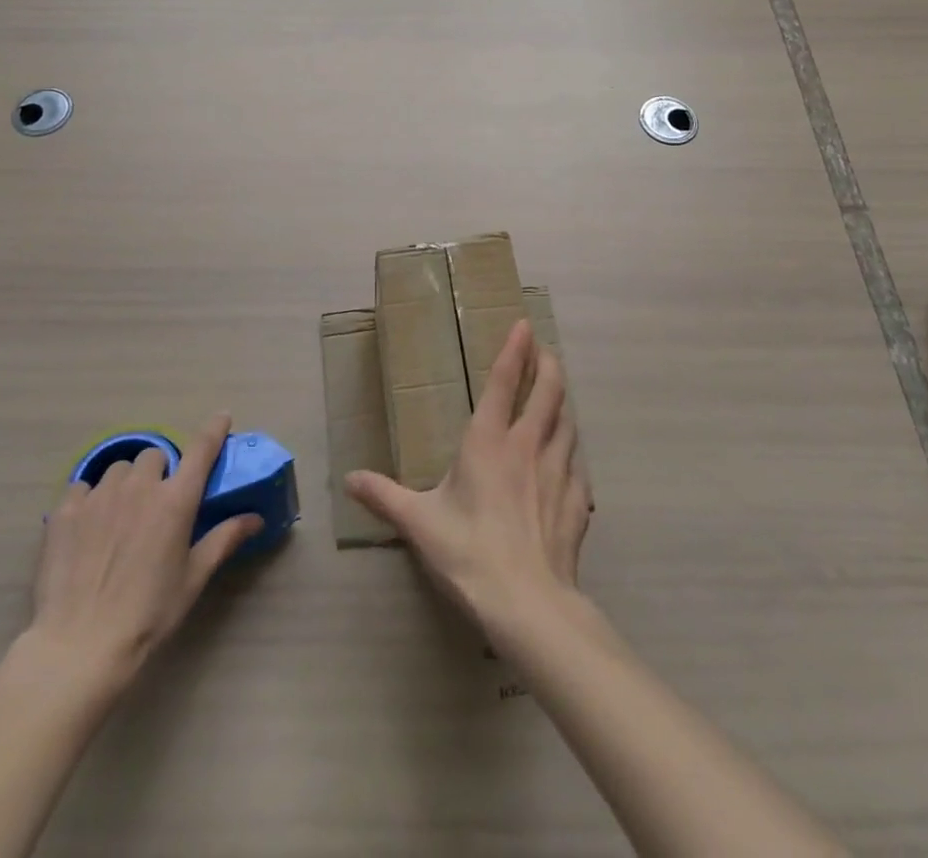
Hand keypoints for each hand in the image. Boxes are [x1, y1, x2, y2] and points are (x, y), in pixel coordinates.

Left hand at [28, 414, 262, 691]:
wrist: (80, 646)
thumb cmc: (148, 615)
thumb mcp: (193, 579)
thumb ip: (224, 540)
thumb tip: (255, 518)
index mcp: (176, 501)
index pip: (201, 449)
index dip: (213, 429)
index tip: (221, 417)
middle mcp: (140, 487)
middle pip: (155, 456)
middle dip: (160, 471)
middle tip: (157, 503)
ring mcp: (100, 496)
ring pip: (119, 469)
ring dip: (126, 483)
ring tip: (121, 515)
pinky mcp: (65, 511)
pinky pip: (83, 487)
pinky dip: (90, 498)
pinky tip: (89, 527)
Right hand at [347, 321, 592, 631]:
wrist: (528, 603)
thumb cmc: (468, 552)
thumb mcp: (418, 523)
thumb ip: (384, 496)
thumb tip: (349, 479)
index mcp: (489, 441)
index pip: (505, 382)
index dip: (515, 349)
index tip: (525, 324)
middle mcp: (528, 446)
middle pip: (549, 391)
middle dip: (548, 365)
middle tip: (545, 351)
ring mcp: (558, 472)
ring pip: (568, 421)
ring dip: (563, 401)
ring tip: (559, 393)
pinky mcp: (578, 501)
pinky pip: (578, 462)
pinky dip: (573, 448)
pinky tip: (570, 455)